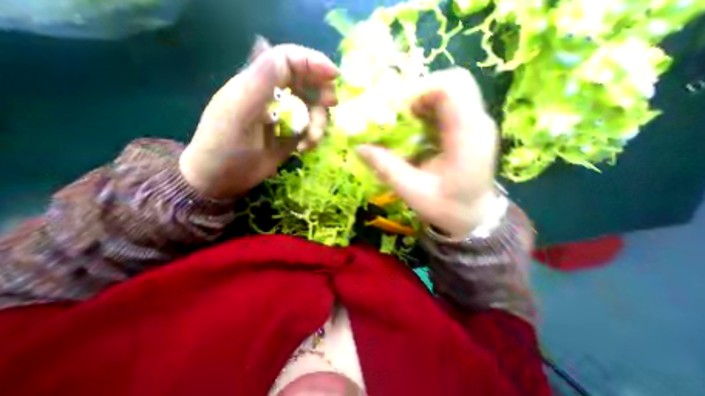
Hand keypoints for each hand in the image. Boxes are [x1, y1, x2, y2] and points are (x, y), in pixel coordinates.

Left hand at [179, 39, 338, 197]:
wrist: (222, 177)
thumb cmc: (224, 145)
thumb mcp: (239, 110)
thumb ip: (261, 81)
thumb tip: (284, 57)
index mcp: (259, 83)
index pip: (289, 60)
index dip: (313, 62)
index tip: (334, 76)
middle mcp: (274, 97)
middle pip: (307, 84)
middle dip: (321, 94)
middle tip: (331, 105)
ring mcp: (285, 118)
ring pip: (313, 110)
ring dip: (318, 124)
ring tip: (310, 141)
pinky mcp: (290, 135)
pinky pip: (311, 129)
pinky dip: (313, 138)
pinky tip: (304, 149)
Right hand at [360, 69, 497, 237]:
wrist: (474, 216)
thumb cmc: (446, 208)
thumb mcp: (412, 192)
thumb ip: (387, 168)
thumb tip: (360, 148)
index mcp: (468, 137)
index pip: (452, 87)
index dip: (422, 91)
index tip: (403, 113)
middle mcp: (477, 123)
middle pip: (453, 83)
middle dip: (422, 94)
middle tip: (403, 117)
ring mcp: (477, 124)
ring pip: (452, 92)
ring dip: (424, 103)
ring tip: (408, 126)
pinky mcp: (471, 129)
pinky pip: (451, 107)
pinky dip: (430, 113)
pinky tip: (419, 134)